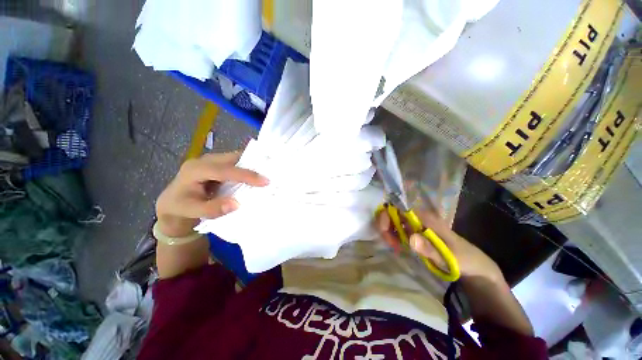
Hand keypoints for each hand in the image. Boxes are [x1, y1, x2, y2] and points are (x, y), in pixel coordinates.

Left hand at [155, 152, 268, 236]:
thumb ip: (212, 209)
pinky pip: (237, 163)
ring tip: (269, 172)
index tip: (265, 181)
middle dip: (254, 163)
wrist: (172, 204)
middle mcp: (205, 161)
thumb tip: (237, 204)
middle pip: (233, 158)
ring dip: (253, 164)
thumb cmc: (180, 207)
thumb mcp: (191, 211)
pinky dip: (249, 167)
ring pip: (237, 158)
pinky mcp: (219, 164)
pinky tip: (258, 173)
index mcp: (195, 170)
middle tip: (272, 172)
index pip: (224, 170)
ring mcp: (213, 161)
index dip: (246, 175)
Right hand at [376, 210, 502, 281]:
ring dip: (388, 232)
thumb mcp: (449, 257)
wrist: (474, 265)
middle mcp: (418, 218)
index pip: (398, 207)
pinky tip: (398, 246)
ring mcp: (416, 224)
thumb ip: (430, 249)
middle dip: (385, 226)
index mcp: (425, 218)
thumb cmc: (463, 259)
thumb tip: (410, 238)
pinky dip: (393, 236)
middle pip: (392, 213)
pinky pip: (398, 229)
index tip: (385, 233)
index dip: (386, 216)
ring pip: (393, 221)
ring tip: (395, 247)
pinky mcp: (415, 232)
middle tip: (390, 243)